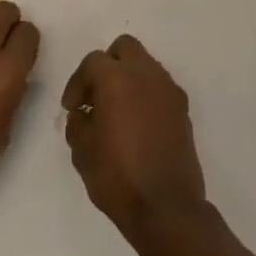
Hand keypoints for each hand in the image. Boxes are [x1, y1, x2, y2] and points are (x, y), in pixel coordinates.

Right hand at [61, 35, 208, 240]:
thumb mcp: (82, 151)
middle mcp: (147, 75)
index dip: (77, 82)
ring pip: (146, 65)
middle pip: (125, 48)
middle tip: (96, 95)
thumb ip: (78, 122)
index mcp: (117, 79)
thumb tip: (84, 113)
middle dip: (107, 65)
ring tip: (116, 111)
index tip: (72, 107)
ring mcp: (169, 91)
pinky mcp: (183, 109)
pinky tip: (137, 125)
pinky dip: (146, 95)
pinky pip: (160, 87)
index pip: (93, 61)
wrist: (166, 207)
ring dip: (129, 78)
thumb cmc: (117, 176)